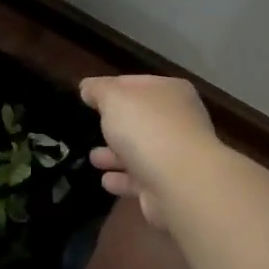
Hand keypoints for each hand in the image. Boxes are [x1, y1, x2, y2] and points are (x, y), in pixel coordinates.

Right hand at [79, 75, 219, 229]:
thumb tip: (88, 87)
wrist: (180, 182)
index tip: (87, 96)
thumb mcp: (113, 98)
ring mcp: (177, 155)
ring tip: (94, 159)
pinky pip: (141, 179)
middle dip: (113, 125)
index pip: (134, 83)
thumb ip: (98, 89)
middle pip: (139, 119)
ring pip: (140, 151)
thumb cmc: (147, 128)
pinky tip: (107, 181)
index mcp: (170, 91)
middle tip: (90, 128)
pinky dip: (124, 179)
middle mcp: (179, 120)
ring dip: (115, 155)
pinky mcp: (171, 185)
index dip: (109, 87)